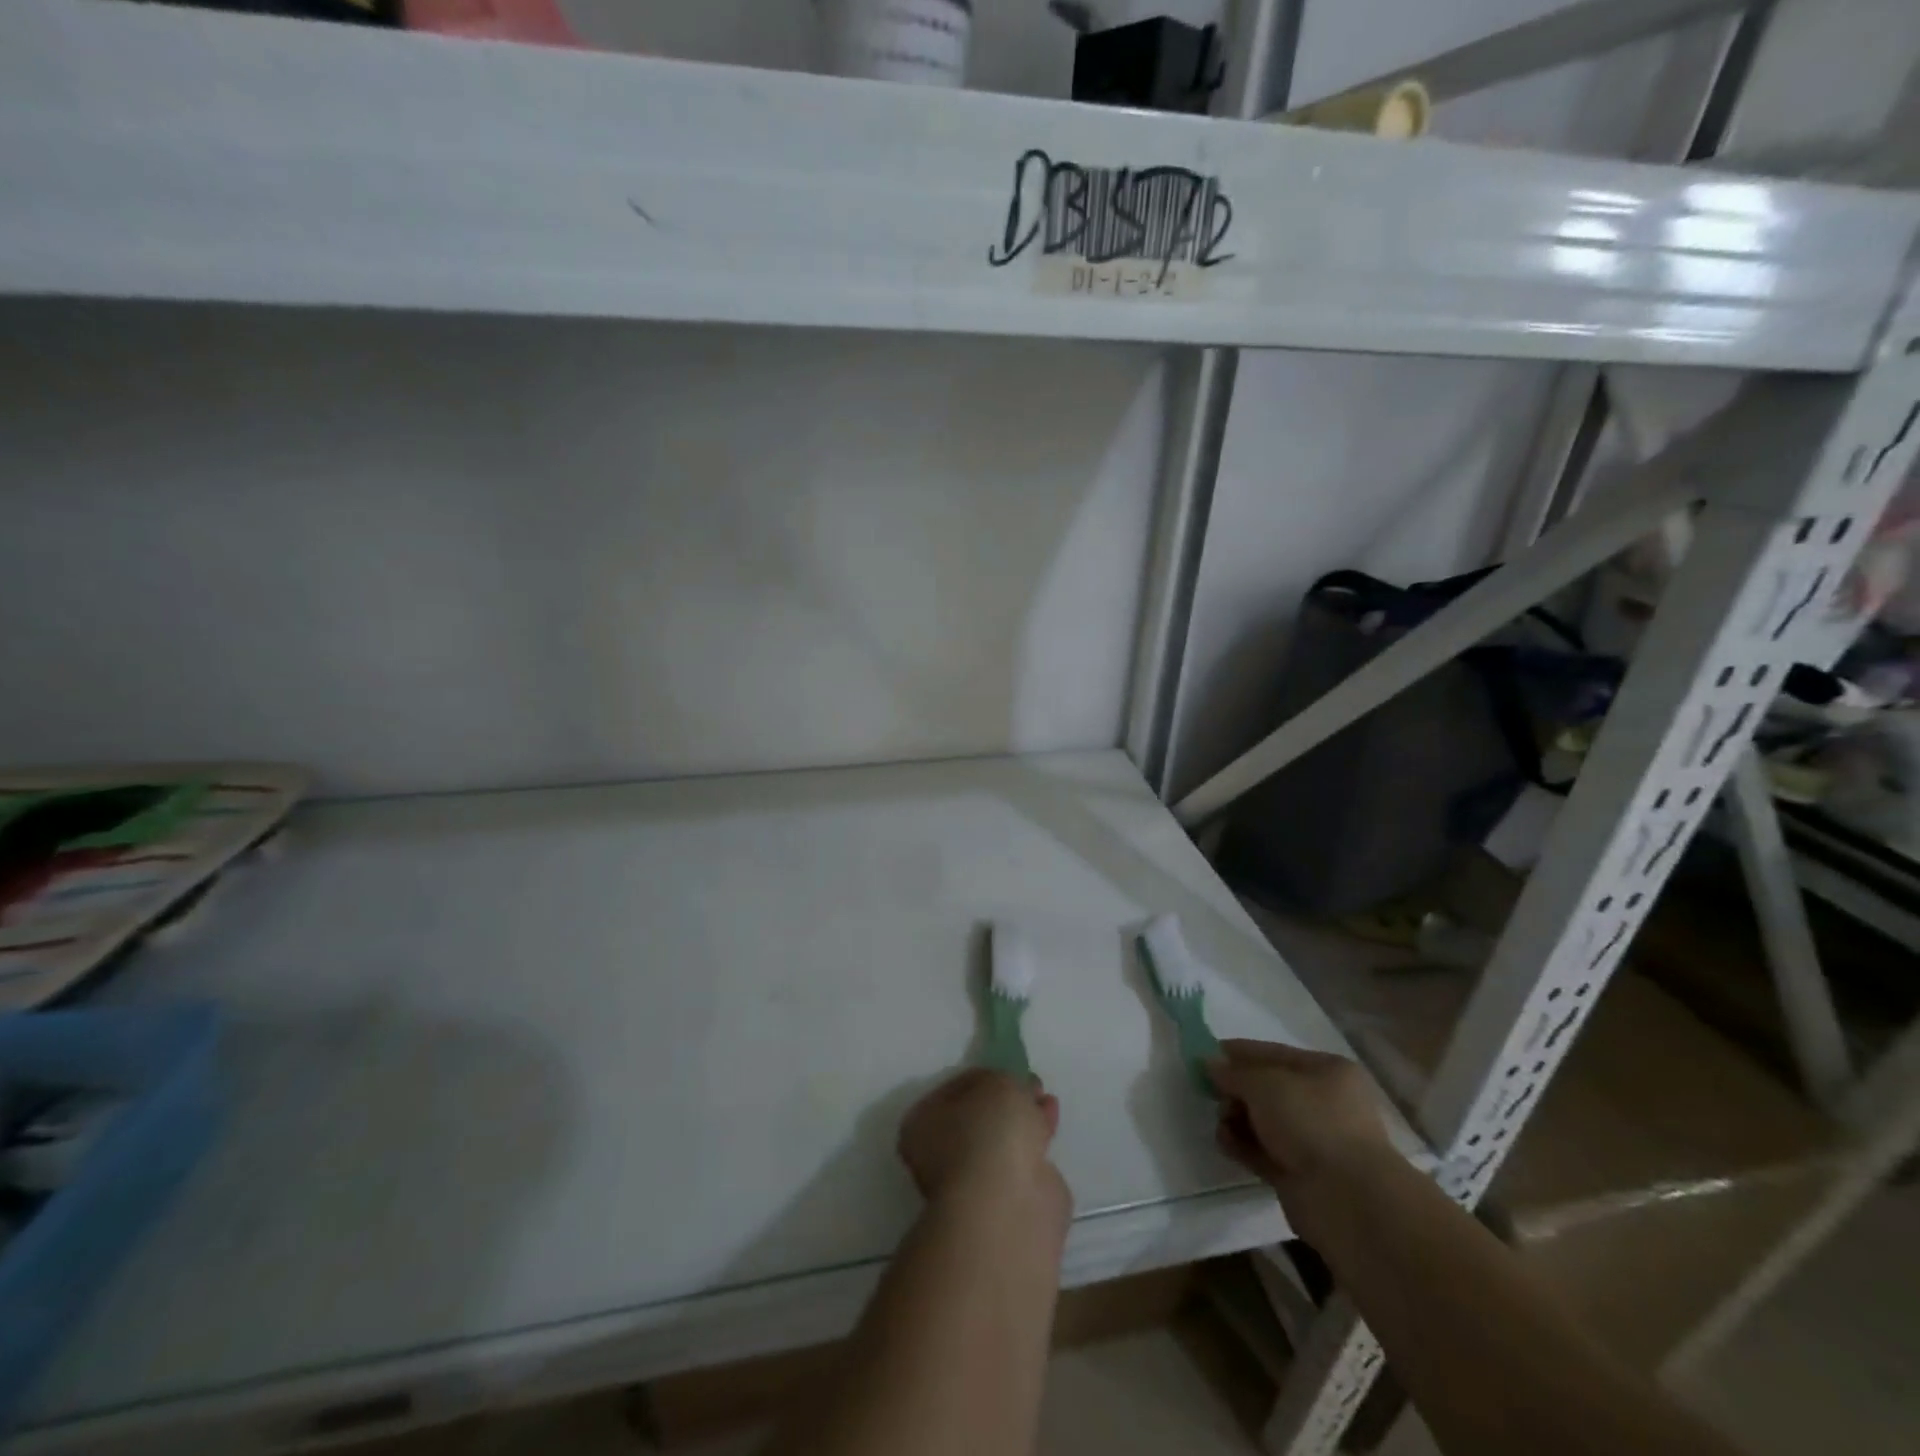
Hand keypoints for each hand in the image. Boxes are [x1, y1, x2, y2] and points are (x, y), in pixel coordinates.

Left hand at [897, 1069, 1068, 1219]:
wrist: (1006, 1206)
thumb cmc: (988, 1132)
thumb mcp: (999, 1083)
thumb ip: (1007, 1080)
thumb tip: (1020, 1088)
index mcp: (922, 1123)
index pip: (955, 1088)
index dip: (984, 1075)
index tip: (1008, 1069)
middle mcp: (939, 1155)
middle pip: (978, 1117)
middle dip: (1006, 1100)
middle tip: (1032, 1085)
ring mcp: (971, 1183)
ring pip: (1000, 1141)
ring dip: (1023, 1120)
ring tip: (1047, 1102)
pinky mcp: (1002, 1204)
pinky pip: (1020, 1162)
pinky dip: (1035, 1145)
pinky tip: (1050, 1129)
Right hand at [1206, 1039, 1392, 1187]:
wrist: (1347, 1200)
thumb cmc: (1311, 1123)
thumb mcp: (1264, 1084)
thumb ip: (1233, 1072)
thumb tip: (1209, 1064)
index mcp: (1327, 1071)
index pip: (1274, 1053)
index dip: (1239, 1053)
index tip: (1204, 1055)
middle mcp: (1323, 1103)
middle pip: (1267, 1089)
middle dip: (1236, 1090)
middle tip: (1211, 1094)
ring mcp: (1313, 1141)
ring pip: (1263, 1121)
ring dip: (1237, 1118)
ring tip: (1221, 1122)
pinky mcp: (1300, 1174)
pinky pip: (1263, 1151)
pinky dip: (1243, 1145)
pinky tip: (1225, 1142)